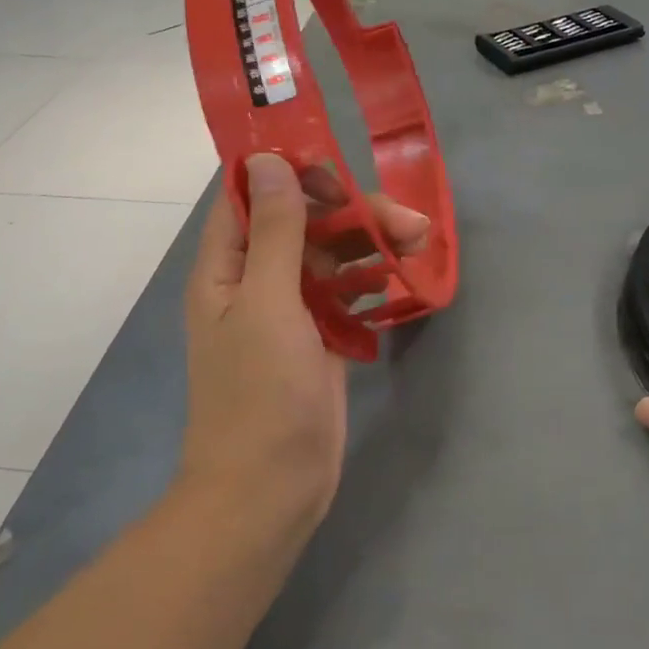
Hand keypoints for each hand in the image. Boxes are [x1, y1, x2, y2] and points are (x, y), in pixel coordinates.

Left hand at [182, 153, 428, 532]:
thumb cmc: (260, 395)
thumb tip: (269, 160)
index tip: (337, 169)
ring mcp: (291, 307)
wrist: (270, 488)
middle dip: (352, 211)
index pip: (250, 194)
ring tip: (421, 241)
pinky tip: (405, 274)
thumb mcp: (266, 303)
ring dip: (373, 241)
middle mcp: (256, 278)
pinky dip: (373, 276)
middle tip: (406, 220)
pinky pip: (348, 289)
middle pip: (304, 221)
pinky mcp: (320, 333)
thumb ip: (275, 231)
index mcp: (227, 265)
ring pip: (333, 253)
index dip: (289, 171)